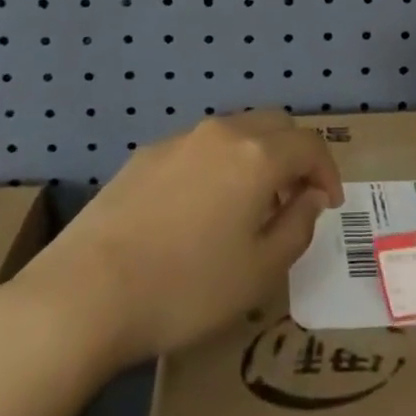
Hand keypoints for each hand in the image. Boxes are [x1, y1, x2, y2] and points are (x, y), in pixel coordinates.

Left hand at [15, 110, 342, 367]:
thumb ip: (296, 227)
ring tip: (247, 206)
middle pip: (274, 124)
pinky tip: (198, 211)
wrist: (86, 292)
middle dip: (294, 155)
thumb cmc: (186, 287)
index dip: (328, 171)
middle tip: (293, 199)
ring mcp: (180, 140)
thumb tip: (310, 198)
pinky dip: (217, 165)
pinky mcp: (146, 155)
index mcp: (257, 156)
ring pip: (235, 132)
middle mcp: (222, 133)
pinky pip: (198, 148)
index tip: (328, 204)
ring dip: (255, 157)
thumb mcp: (259, 272)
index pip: (310, 144)